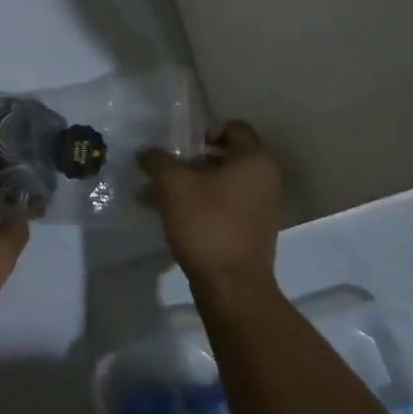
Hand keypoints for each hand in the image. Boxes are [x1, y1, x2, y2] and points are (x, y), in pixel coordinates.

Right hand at [140, 121, 282, 301]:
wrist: (232, 285)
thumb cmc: (207, 223)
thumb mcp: (174, 185)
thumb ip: (158, 161)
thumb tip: (146, 151)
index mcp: (255, 159)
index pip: (234, 128)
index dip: (206, 130)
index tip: (181, 145)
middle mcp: (266, 179)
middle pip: (229, 156)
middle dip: (196, 160)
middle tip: (169, 169)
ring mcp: (263, 207)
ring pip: (226, 183)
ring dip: (197, 184)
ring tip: (164, 194)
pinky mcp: (254, 231)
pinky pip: (228, 205)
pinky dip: (205, 204)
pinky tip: (177, 216)